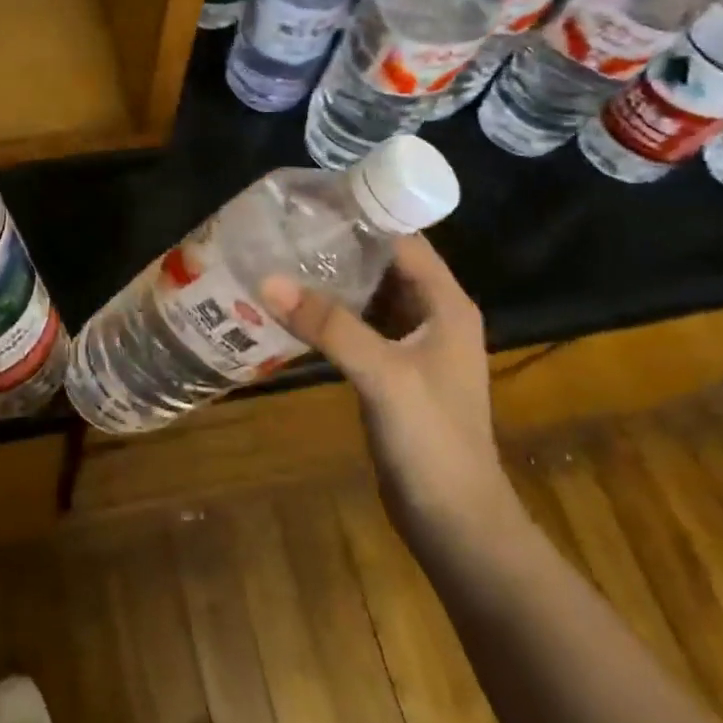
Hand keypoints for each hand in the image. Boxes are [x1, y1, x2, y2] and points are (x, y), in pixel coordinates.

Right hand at [262, 236, 520, 549]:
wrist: (455, 522)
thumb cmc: (433, 440)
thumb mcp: (382, 374)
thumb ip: (329, 326)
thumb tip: (267, 281)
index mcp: (446, 304)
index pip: (404, 240)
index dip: (364, 216)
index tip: (312, 200)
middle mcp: (432, 315)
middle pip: (384, 263)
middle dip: (339, 245)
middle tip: (285, 228)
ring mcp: (412, 345)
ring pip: (368, 295)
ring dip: (332, 280)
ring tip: (280, 258)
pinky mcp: (392, 370)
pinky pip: (358, 326)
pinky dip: (330, 314)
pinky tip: (292, 309)